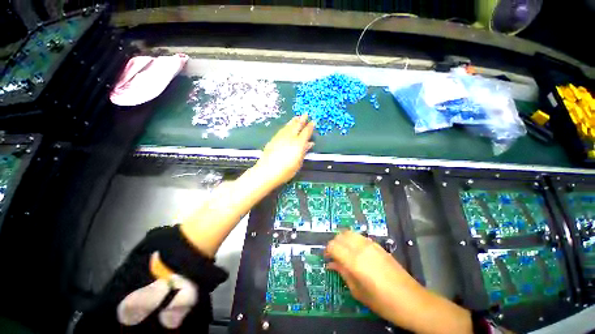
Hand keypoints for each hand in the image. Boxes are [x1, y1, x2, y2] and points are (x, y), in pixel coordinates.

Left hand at [255, 114, 314, 187]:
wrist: (267, 172)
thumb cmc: (286, 171)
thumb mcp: (298, 163)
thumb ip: (304, 151)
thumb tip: (309, 144)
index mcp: (298, 144)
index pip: (306, 132)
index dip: (310, 127)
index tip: (313, 122)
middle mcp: (290, 138)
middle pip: (297, 126)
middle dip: (302, 119)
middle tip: (305, 114)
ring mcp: (280, 137)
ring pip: (288, 126)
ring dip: (293, 121)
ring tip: (297, 117)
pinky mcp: (273, 139)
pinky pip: (281, 130)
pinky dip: (286, 126)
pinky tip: (286, 126)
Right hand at [326, 231, 471, 333]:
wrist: (411, 300)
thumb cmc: (383, 302)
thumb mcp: (358, 291)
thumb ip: (343, 273)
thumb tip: (331, 264)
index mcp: (355, 261)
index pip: (333, 246)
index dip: (327, 250)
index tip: (326, 258)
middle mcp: (361, 248)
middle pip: (340, 236)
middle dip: (334, 243)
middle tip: (334, 255)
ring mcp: (371, 244)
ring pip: (350, 233)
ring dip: (343, 239)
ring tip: (343, 252)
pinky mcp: (378, 245)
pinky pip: (359, 236)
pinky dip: (352, 240)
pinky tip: (355, 251)